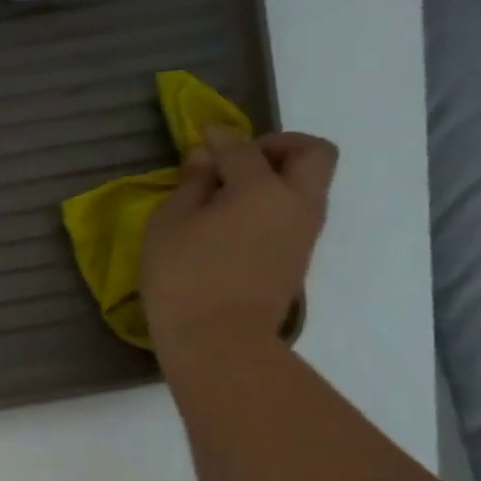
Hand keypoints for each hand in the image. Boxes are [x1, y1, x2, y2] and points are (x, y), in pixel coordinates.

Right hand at [141, 128, 337, 358]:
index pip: (243, 148)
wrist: (218, 343)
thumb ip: (191, 184)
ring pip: (309, 184)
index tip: (200, 138)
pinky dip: (274, 203)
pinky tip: (237, 222)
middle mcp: (296, 203)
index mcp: (263, 189)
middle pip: (312, 153)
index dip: (218, 139)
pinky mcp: (298, 258)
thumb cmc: (183, 278)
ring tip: (232, 194)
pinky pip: (296, 212)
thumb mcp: (169, 224)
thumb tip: (206, 158)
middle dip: (279, 146)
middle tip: (240, 160)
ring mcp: (304, 233)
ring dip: (279, 177)